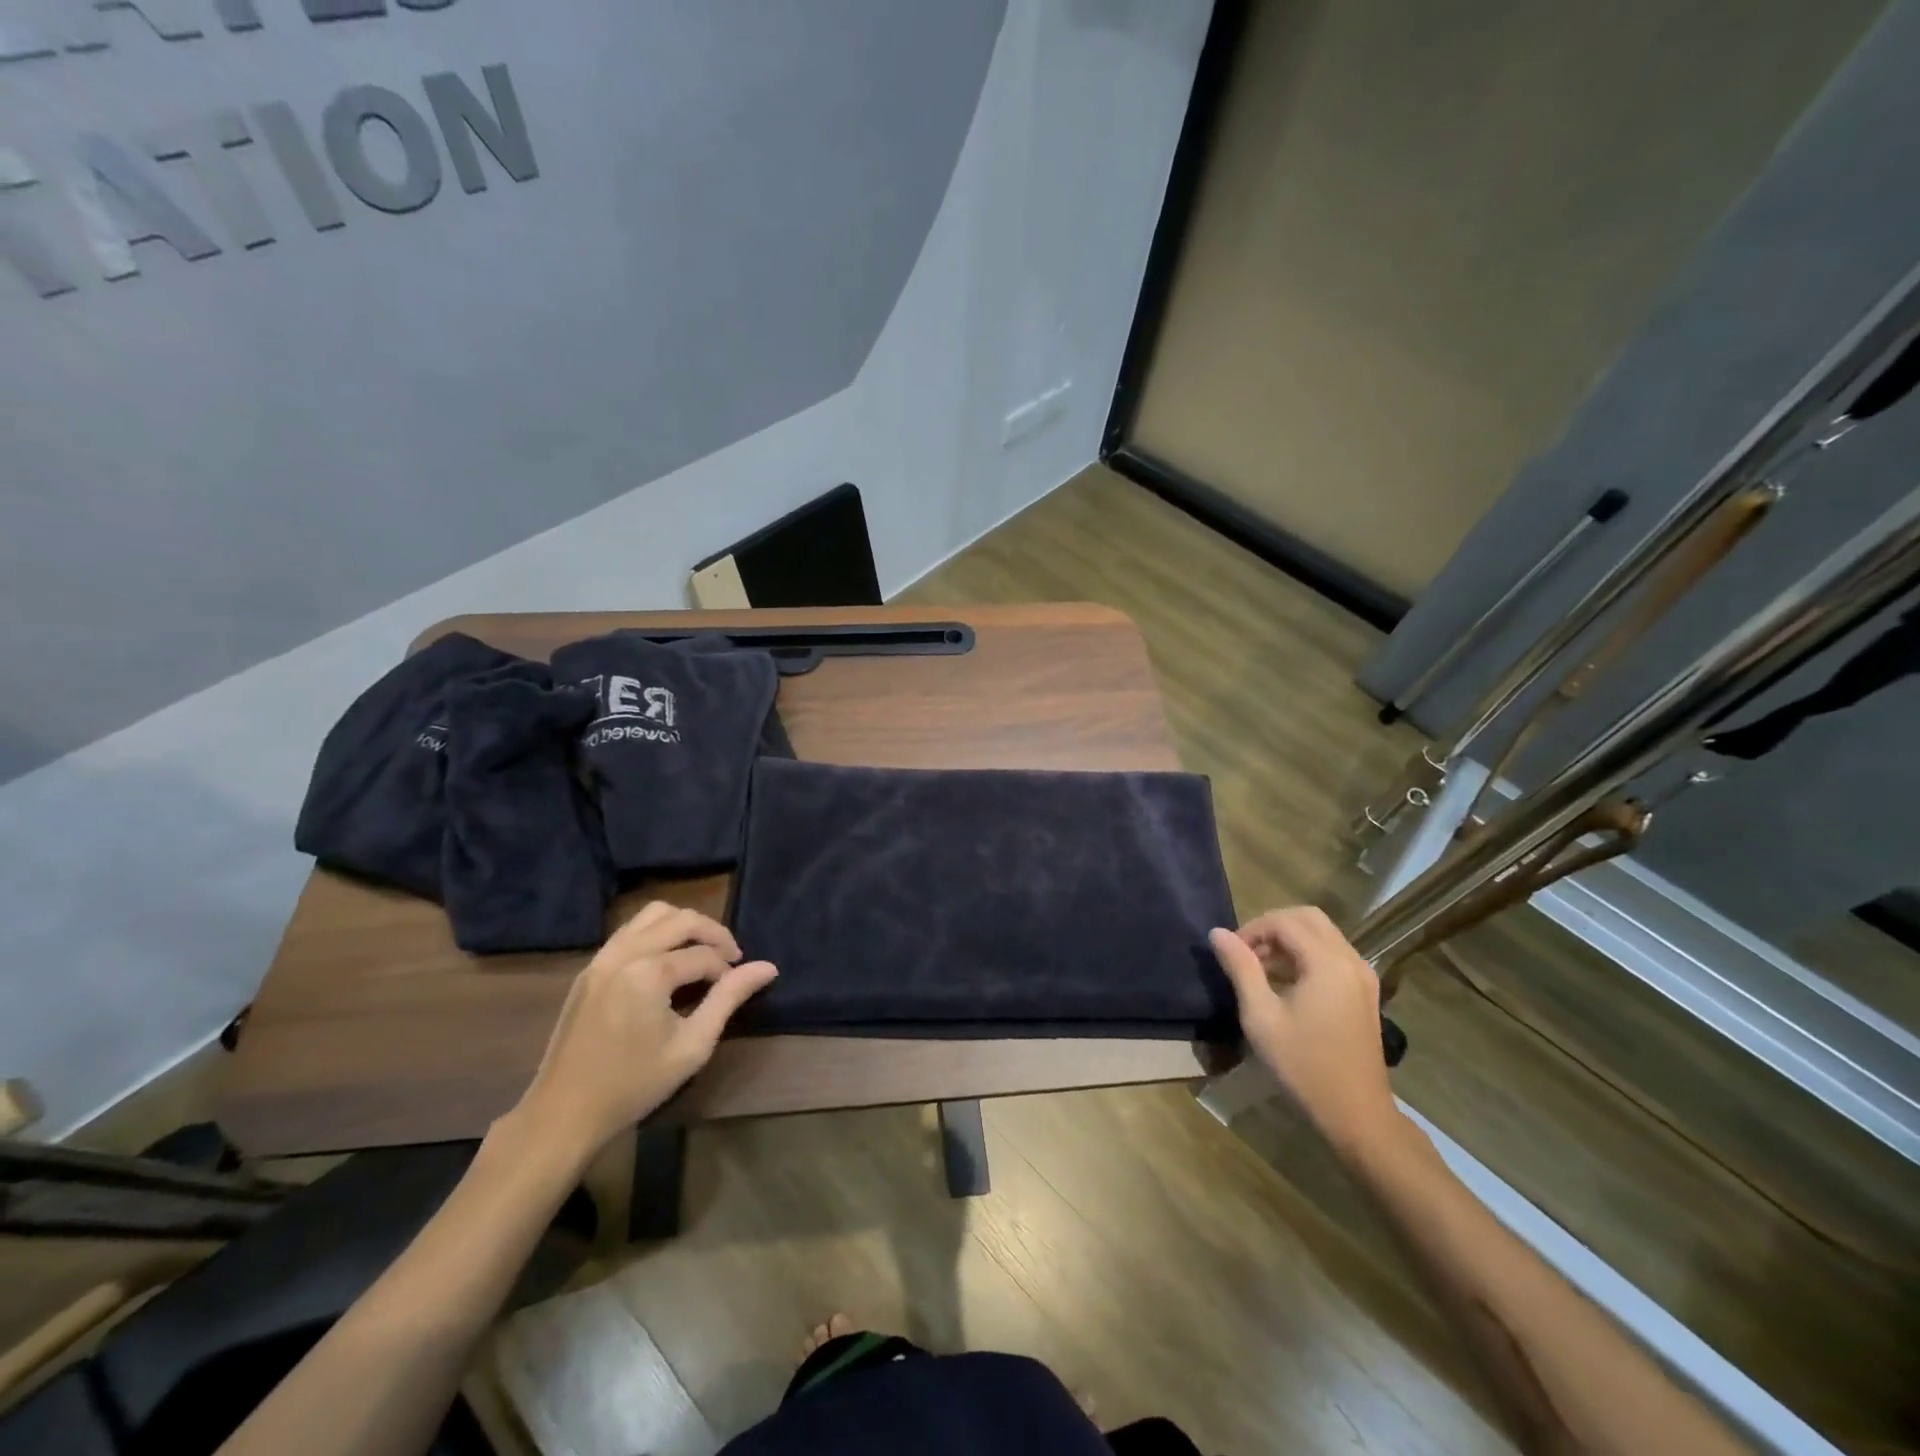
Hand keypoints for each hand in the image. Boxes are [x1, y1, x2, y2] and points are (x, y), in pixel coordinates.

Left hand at [509, 902, 776, 1162]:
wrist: (564, 1114)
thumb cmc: (634, 1084)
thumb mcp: (693, 1045)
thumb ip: (730, 998)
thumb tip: (769, 967)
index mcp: (648, 973)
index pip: (704, 954)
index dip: (727, 969)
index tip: (735, 989)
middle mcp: (623, 953)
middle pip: (681, 919)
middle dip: (713, 934)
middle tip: (731, 959)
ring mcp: (602, 957)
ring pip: (653, 914)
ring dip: (684, 925)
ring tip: (700, 953)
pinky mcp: (589, 968)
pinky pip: (630, 930)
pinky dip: (656, 932)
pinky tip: (667, 960)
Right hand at [1209, 908, 1401, 1154]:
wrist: (1357, 1114)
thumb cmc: (1303, 1065)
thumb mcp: (1261, 1016)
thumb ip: (1240, 968)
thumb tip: (1218, 933)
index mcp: (1328, 963)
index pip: (1284, 922)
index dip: (1252, 929)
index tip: (1231, 953)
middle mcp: (1351, 960)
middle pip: (1308, 918)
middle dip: (1272, 927)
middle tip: (1247, 953)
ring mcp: (1362, 976)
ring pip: (1322, 935)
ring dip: (1289, 941)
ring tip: (1260, 969)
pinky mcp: (1365, 992)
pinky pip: (1332, 955)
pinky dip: (1306, 955)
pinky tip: (1286, 983)